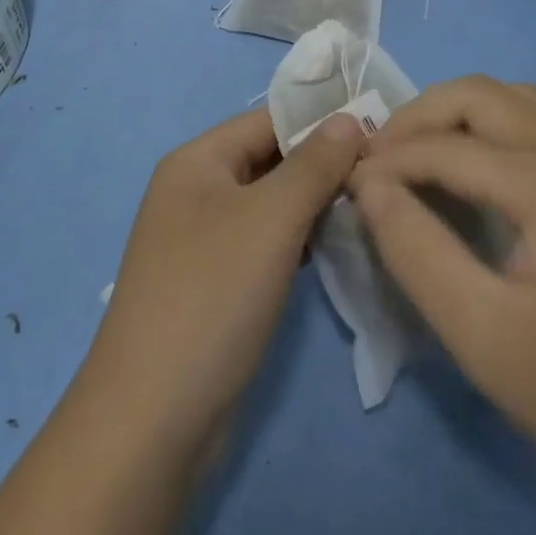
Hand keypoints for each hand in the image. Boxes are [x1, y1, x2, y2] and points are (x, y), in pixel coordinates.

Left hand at [81, 107, 366, 458]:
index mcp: (197, 161)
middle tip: (383, 173)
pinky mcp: (214, 282)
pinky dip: (297, 240)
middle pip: (268, 159)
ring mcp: (202, 239)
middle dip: (321, 164)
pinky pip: (263, 242)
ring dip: (313, 203)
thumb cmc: (213, 295)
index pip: (268, 119)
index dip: (321, 121)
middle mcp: (195, 190)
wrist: (153, 417)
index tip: (378, 131)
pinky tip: (334, 247)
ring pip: (269, 203)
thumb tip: (348, 118)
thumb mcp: (270, 219)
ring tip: (369, 206)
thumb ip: (314, 164)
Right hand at [349, 76, 535, 488]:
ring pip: (511, 97)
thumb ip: (415, 249)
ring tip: (418, 155)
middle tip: (379, 159)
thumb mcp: (482, 334)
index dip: (387, 161)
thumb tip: (368, 184)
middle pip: (479, 94)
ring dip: (456, 112)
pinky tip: (475, 170)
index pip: (445, 146)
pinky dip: (491, 125)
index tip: (346, 185)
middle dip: (418, 116)